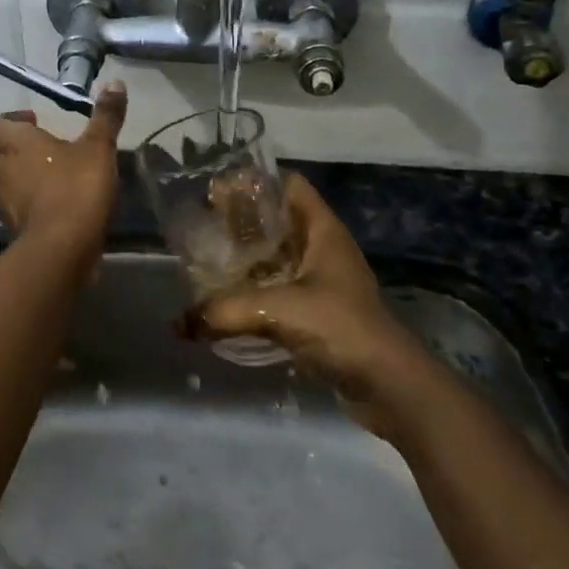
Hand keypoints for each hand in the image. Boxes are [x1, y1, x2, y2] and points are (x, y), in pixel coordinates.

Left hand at [0, 83, 127, 259]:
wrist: (62, 249)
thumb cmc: (75, 187)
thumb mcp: (98, 147)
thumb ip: (105, 116)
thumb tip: (115, 82)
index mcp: (12, 143)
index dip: (8, 119)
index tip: (35, 121)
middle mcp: (0, 168)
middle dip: (19, 146)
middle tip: (48, 144)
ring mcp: (4, 200)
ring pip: (7, 178)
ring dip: (26, 173)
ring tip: (58, 171)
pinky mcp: (14, 226)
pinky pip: (19, 204)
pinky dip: (34, 199)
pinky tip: (61, 201)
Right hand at [189, 173, 412, 416]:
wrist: (390, 386)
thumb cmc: (340, 327)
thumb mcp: (278, 311)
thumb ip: (225, 311)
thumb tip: (178, 323)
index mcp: (323, 231)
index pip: (289, 186)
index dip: (255, 183)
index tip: (217, 192)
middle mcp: (323, 249)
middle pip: (278, 221)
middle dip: (242, 222)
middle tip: (202, 227)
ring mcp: (323, 282)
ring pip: (278, 257)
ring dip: (247, 259)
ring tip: (208, 261)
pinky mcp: (320, 313)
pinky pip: (280, 289)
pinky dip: (256, 290)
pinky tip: (229, 300)